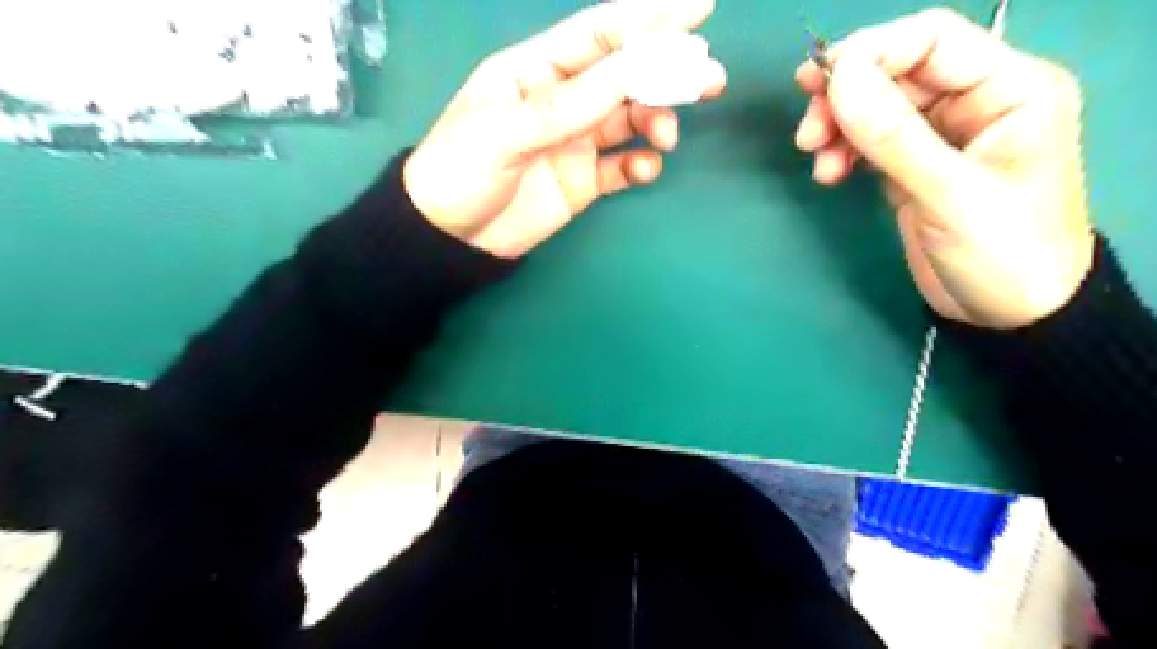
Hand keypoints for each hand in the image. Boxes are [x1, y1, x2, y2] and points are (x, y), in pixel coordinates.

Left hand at [407, 1, 725, 258]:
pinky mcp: (583, 181)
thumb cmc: (462, 170)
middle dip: (667, 73)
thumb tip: (633, 66)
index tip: (700, 9)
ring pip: (630, 119)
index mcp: (536, 71)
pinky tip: (644, 169)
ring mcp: (575, 142)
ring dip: (657, 120)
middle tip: (708, 80)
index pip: (600, 34)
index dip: (648, 19)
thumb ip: (569, 104)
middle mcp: (563, 100)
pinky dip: (639, 164)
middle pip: (625, 75)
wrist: (451, 237)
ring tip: (666, 136)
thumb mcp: (506, 130)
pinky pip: (621, 166)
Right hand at [797, 8, 1094, 325]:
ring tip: (817, 161)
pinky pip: (871, 142)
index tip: (818, 85)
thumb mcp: (949, 193)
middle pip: (895, 72)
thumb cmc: (1003, 252)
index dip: (870, 53)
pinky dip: (844, 151)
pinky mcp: (915, 166)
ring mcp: (941, 135)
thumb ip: (894, 136)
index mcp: (1008, 88)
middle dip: (845, 98)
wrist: (1010, 314)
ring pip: (876, 107)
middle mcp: (975, 101)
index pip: (931, 40)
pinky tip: (830, 174)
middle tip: (807, 134)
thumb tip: (838, 79)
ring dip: (838, 128)